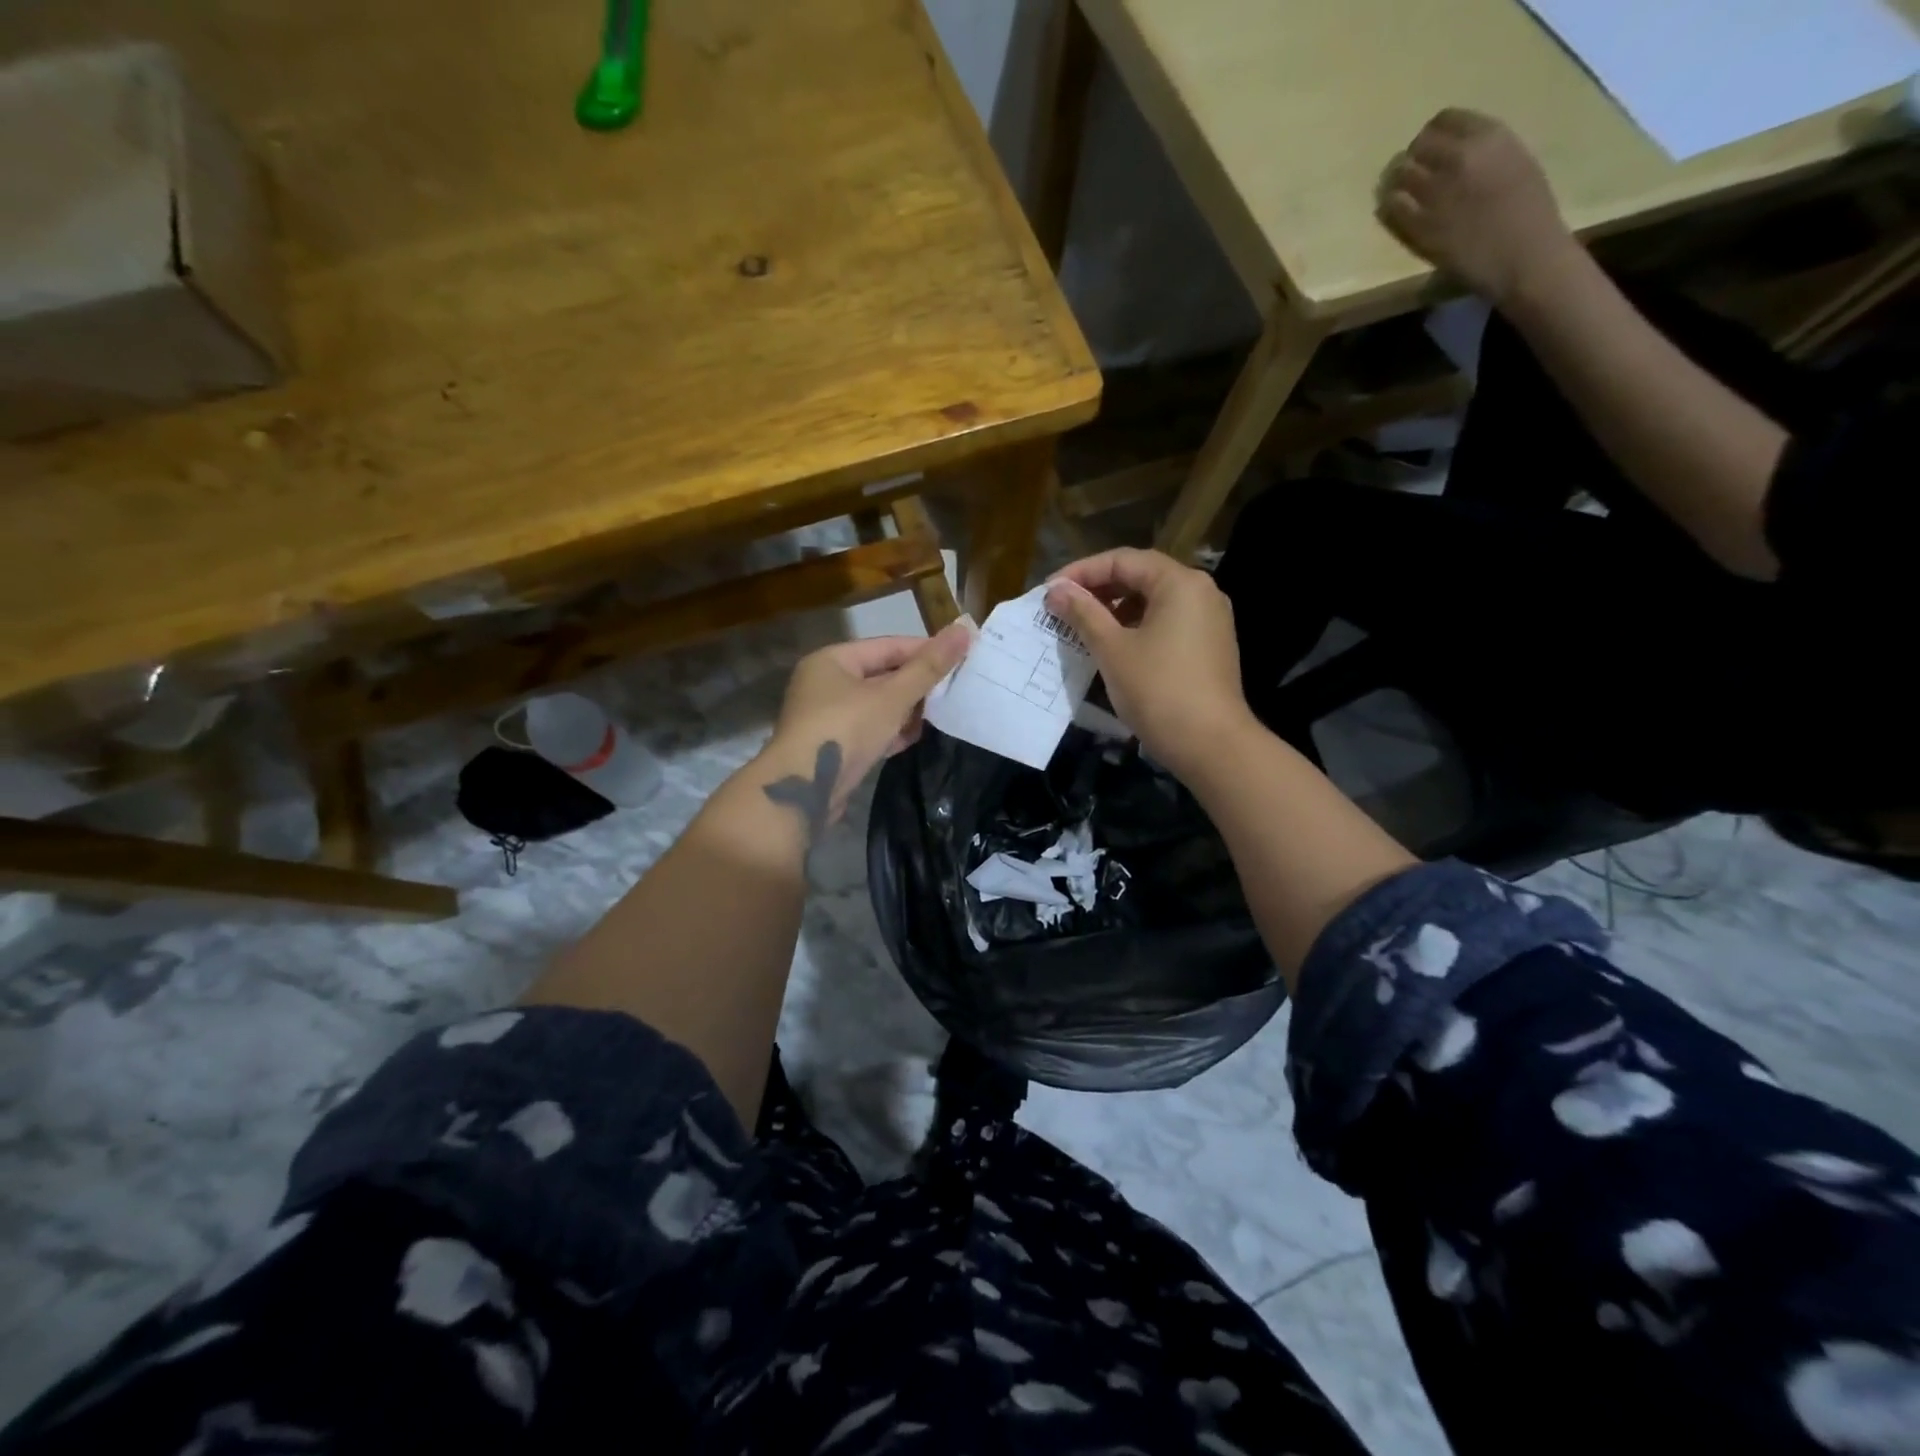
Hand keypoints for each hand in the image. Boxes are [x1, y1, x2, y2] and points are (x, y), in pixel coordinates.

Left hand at [758, 624, 970, 832]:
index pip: (888, 646)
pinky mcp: (833, 746)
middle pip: (882, 675)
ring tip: (940, 715)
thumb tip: (964, 630)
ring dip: (906, 710)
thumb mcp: (892, 696)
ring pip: (877, 705)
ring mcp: (827, 717)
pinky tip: (913, 738)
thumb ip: (928, 667)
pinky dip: (891, 731)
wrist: (803, 790)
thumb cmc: (846, 730)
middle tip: (954, 690)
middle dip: (917, 684)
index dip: (925, 650)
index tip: (961, 658)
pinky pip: (869, 730)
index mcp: (832, 660)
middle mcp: (825, 683)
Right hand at [1044, 549, 1251, 779]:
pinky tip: (1113, 646)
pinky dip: (1137, 627)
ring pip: (1153, 601)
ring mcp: (1210, 620)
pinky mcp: (1210, 646)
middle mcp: (1201, 592)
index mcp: (1180, 583)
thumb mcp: (1112, 649)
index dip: (1081, 572)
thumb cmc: (1158, 690)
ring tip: (1082, 627)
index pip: (1122, 560)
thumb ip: (1083, 613)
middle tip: (1062, 608)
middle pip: (1141, 577)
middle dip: (1098, 589)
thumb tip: (1055, 589)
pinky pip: (1167, 623)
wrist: (1211, 744)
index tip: (1050, 591)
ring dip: (1115, 609)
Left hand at [1378, 110, 1577, 306]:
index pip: (1444, 119)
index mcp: (1488, 136)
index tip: (1432, 148)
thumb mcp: (1514, 160)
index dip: (1433, 134)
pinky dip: (1391, 204)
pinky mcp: (1418, 225)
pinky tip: (1397, 209)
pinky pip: (1392, 206)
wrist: (1522, 253)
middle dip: (1414, 157)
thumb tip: (1455, 150)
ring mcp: (1434, 193)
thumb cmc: (1529, 208)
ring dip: (1398, 180)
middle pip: (1417, 145)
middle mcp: (1458, 158)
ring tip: (1403, 190)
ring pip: (1400, 174)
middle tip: (1415, 171)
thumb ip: (1484, 151)